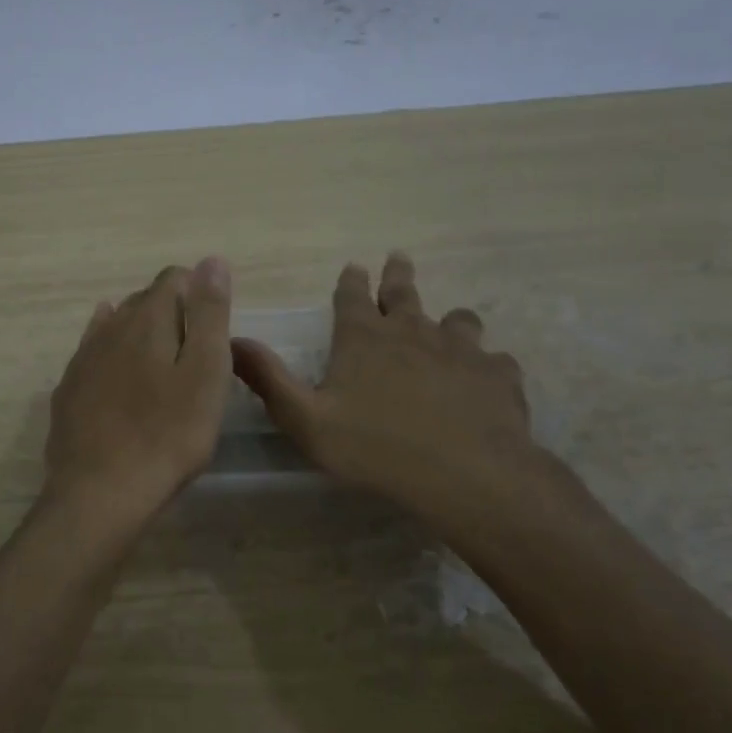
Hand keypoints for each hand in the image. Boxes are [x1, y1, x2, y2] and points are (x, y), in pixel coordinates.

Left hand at [44, 258, 233, 524]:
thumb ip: (210, 314)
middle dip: (172, 311)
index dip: (198, 292)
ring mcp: (83, 359)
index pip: (174, 279)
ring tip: (160, 355)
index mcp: (148, 320)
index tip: (215, 327)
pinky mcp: (69, 390)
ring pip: (115, 325)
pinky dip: (109, 350)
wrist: (101, 492)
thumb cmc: (168, 435)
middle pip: (144, 301)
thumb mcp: (206, 373)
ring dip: (139, 330)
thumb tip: (211, 260)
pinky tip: (113, 362)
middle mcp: (109, 328)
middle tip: (195, 349)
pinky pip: (92, 354)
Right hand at [232, 251, 542, 521]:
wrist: (465, 474)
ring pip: (457, 320)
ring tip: (450, 322)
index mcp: (364, 340)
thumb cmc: (375, 448)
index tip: (354, 266)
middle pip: (404, 293)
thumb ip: (269, 380)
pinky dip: (487, 365)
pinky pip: (494, 361)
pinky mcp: (497, 375)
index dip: (351, 281)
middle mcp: (412, 332)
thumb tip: (234, 340)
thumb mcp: (305, 420)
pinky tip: (486, 379)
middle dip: (397, 276)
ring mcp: (460, 350)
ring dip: (449, 319)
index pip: (352, 296)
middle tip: (398, 258)